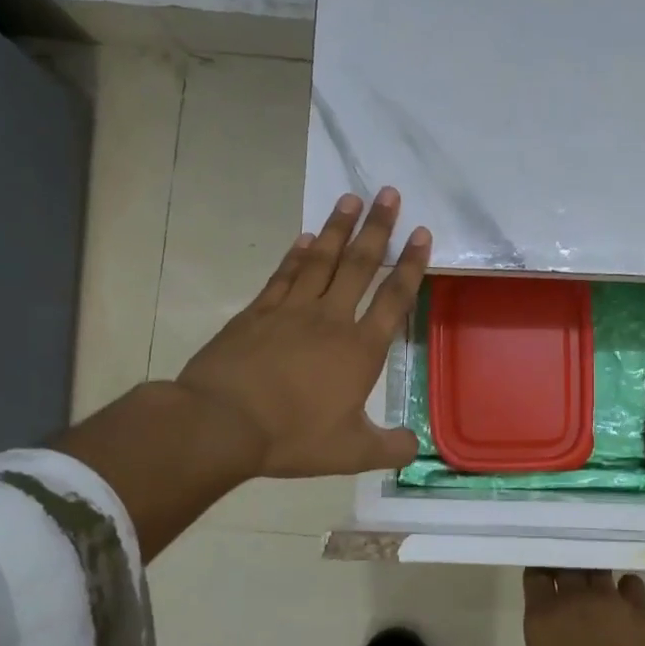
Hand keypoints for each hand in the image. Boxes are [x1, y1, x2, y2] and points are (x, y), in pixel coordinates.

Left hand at [177, 189, 430, 478]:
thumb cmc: (293, 437)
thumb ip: (389, 447)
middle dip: (378, 228)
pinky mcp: (257, 313)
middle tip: (388, 193)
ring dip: (338, 228)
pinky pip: (284, 275)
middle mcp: (330, 319)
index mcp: (360, 349)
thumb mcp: (351, 452)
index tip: (422, 233)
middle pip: (360, 265)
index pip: (394, 298)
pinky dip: (297, 253)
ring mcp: (291, 311)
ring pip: (321, 260)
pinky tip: (306, 237)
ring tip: (351, 198)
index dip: (411, 265)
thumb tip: (416, 447)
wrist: (221, 423)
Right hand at [500, 569, 644, 645]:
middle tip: (564, 579)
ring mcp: (612, 599)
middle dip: (563, 568)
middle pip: (566, 565)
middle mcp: (576, 598)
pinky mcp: (643, 608)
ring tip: (594, 587)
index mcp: (544, 618)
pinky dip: (626, 588)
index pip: (535, 576)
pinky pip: (631, 583)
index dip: (537, 575)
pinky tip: (626, 602)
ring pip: (598, 570)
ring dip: (593, 575)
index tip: (539, 580)